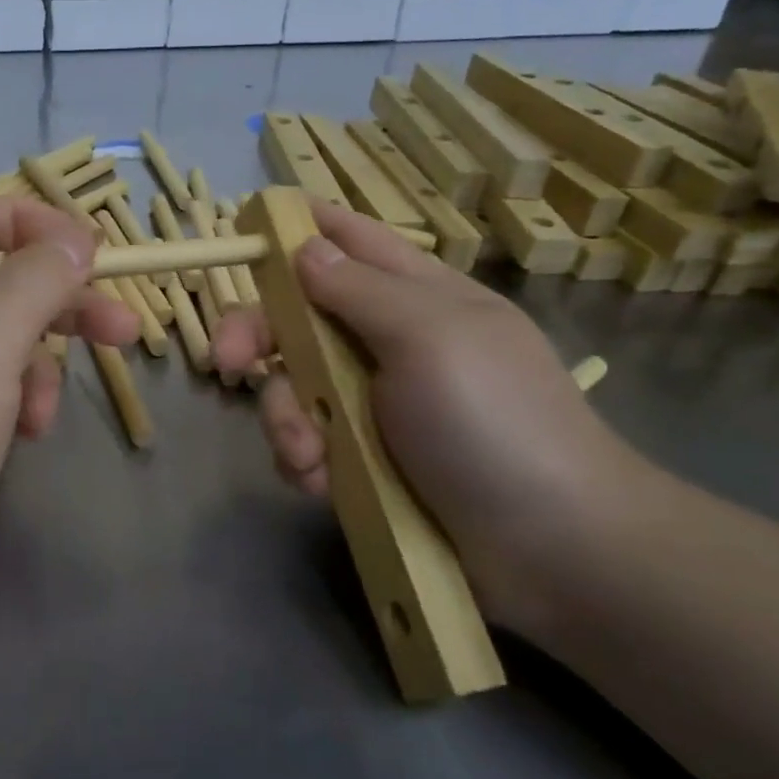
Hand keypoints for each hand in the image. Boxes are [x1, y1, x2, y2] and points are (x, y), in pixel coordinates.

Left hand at [0, 196, 137, 606]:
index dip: (38, 224)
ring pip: (6, 335)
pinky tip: (26, 434)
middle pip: (4, 276)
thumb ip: (36, 277)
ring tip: (44, 413)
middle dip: (64, 301)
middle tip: (124, 328)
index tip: (94, 255)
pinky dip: (19, 400)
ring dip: (41, 366)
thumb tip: (75, 241)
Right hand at [213, 199, 656, 628]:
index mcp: (414, 296)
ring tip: (309, 456)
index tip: (243, 231)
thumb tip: (304, 246)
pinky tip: (320, 483)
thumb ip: (360, 289)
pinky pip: (304, 441)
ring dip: (284, 418)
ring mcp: (371, 403)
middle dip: (257, 336)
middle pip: (296, 316)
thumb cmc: (495, 421)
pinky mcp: (361, 458)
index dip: (297, 229)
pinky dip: (303, 460)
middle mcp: (385, 341)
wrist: (552, 550)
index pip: (348, 240)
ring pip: (291, 385)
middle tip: (226, 362)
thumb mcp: (430, 337)